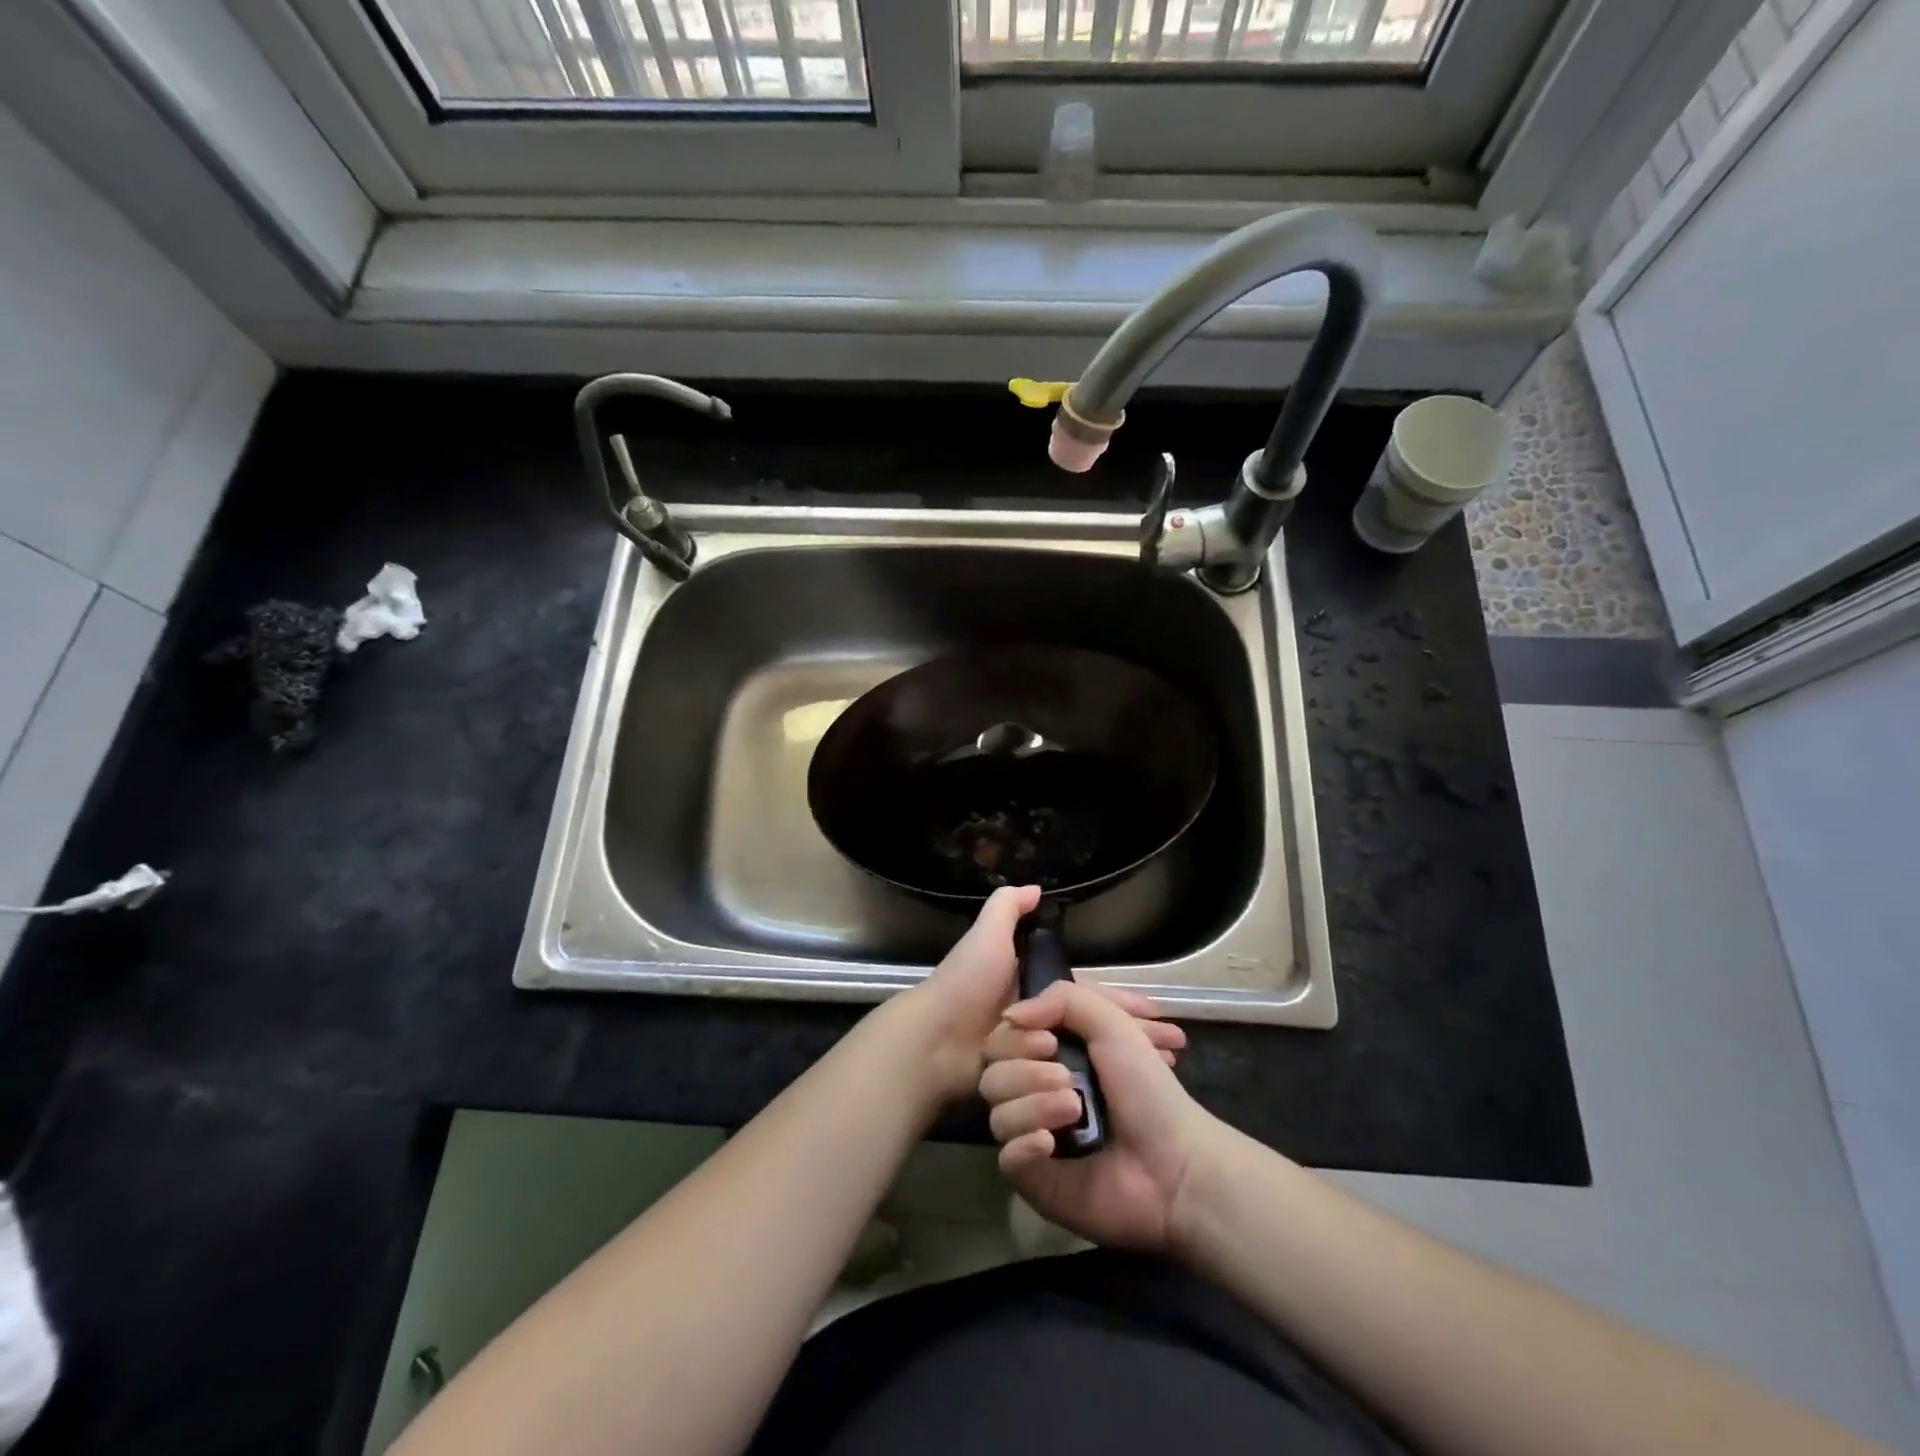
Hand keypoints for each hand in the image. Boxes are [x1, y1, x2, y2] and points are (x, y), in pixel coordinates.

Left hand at [898, 886, 1185, 1106]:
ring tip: (1166, 1072)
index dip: (1123, 1003)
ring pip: (1090, 1057)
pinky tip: (1131, 1096)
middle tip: (1175, 1050)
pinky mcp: (1027, 1086)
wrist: (934, 1039)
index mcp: (1033, 989)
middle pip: (1097, 1029)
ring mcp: (1033, 1056)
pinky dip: (1100, 1088)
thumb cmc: (967, 984)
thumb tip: (1038, 887)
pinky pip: (1070, 1084)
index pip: (1090, 996)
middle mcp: (1038, 1022)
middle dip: (1136, 1036)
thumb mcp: (987, 936)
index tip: (1159, 1015)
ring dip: (1127, 1063)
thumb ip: (1007, 909)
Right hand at [980, 980, 1218, 1252]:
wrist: (1175, 1165)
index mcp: (1049, 1054)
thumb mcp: (1112, 1023)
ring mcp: (1031, 1133)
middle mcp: (1034, 1090)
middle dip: (1025, 1071)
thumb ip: (1062, 999)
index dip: (1016, 1037)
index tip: (1049, 1042)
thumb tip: (1010, 1016)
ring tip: (1074, 1111)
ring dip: (1032, 1105)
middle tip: (1067, 1079)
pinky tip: (1050, 1144)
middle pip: (991, 1072)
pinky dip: (1024, 1145)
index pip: (1002, 1037)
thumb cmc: (1147, 1089)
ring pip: (997, 1112)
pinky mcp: (1033, 1177)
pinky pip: (1006, 1156)